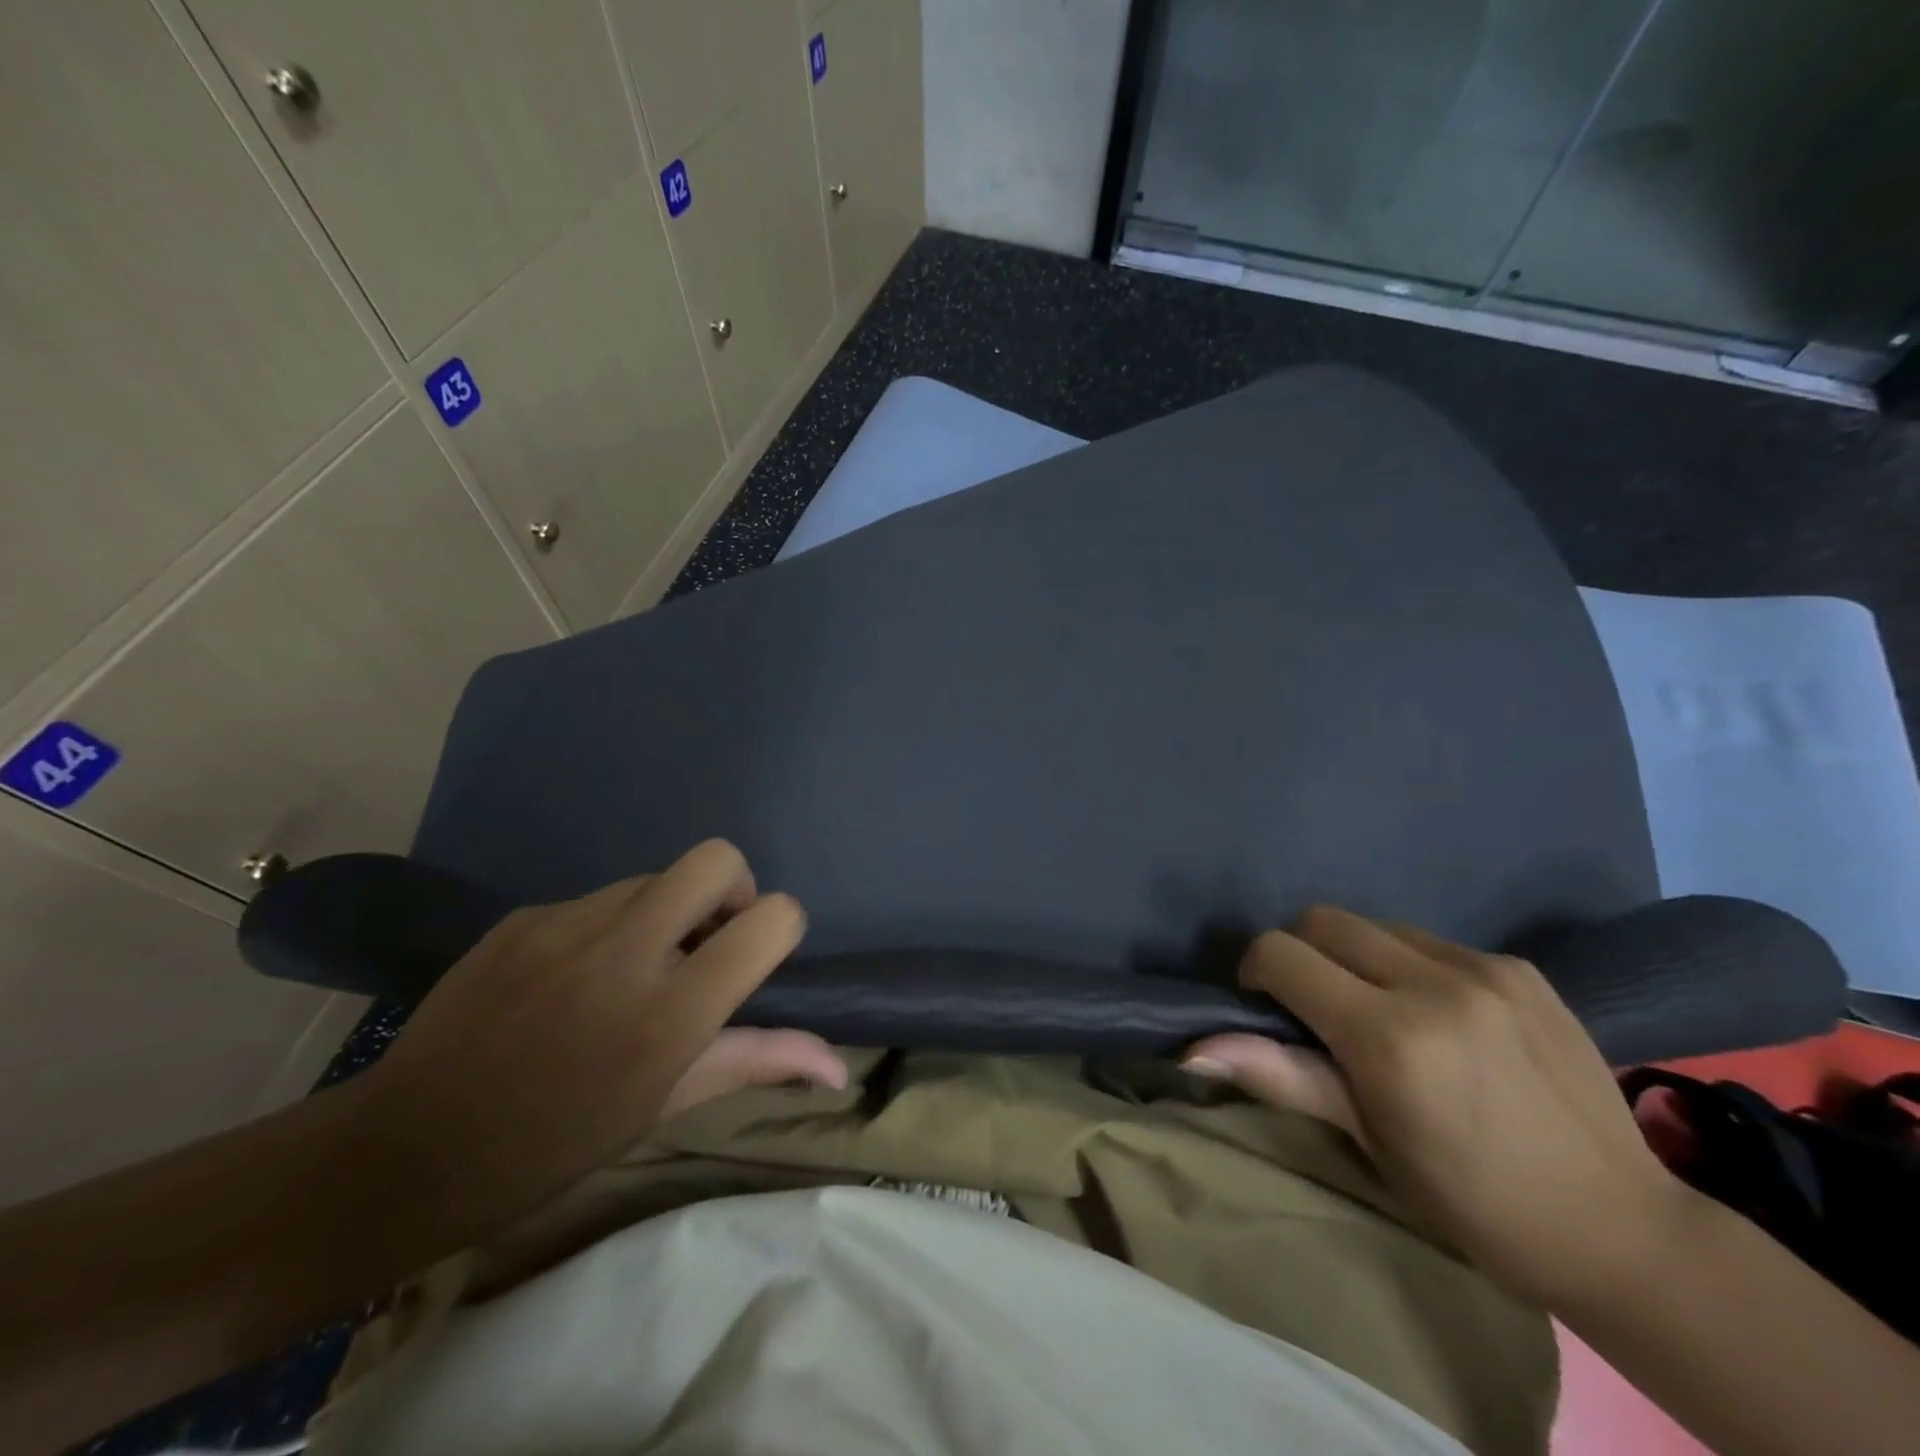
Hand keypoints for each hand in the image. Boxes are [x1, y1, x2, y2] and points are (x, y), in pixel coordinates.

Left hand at [359, 840, 844, 1238]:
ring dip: (666, 910)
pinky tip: (571, 979)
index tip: (754, 959)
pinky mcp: (525, 915)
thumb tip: (839, 1068)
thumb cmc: (554, 1144)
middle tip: (707, 941)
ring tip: (630, 970)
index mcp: (671, 1011)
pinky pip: (598, 898)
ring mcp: (568, 923)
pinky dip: (609, 925)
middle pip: (717, 858)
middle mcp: (626, 950)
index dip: (779, 926)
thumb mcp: (665, 1106)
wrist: (406, 1150)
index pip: (771, 918)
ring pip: (656, 876)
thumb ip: (757, 1064)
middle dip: (732, 888)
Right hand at [1183, 906, 1684, 1306]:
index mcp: (1389, 1036)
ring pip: (1376, 925)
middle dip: (1299, 952)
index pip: (1282, 954)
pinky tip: (1437, 1015)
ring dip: (1354, 955)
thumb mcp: (1369, 1143)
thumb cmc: (1475, 1203)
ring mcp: (1485, 968)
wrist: (1624, 1230)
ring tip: (1378, 1009)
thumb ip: (1281, 1075)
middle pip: (1323, 920)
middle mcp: (1435, 984)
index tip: (1265, 1006)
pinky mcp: (1521, 967)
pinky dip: (1407, 964)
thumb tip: (1193, 1048)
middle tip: (1315, 1006)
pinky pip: (1431, 941)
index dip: (1256, 971)